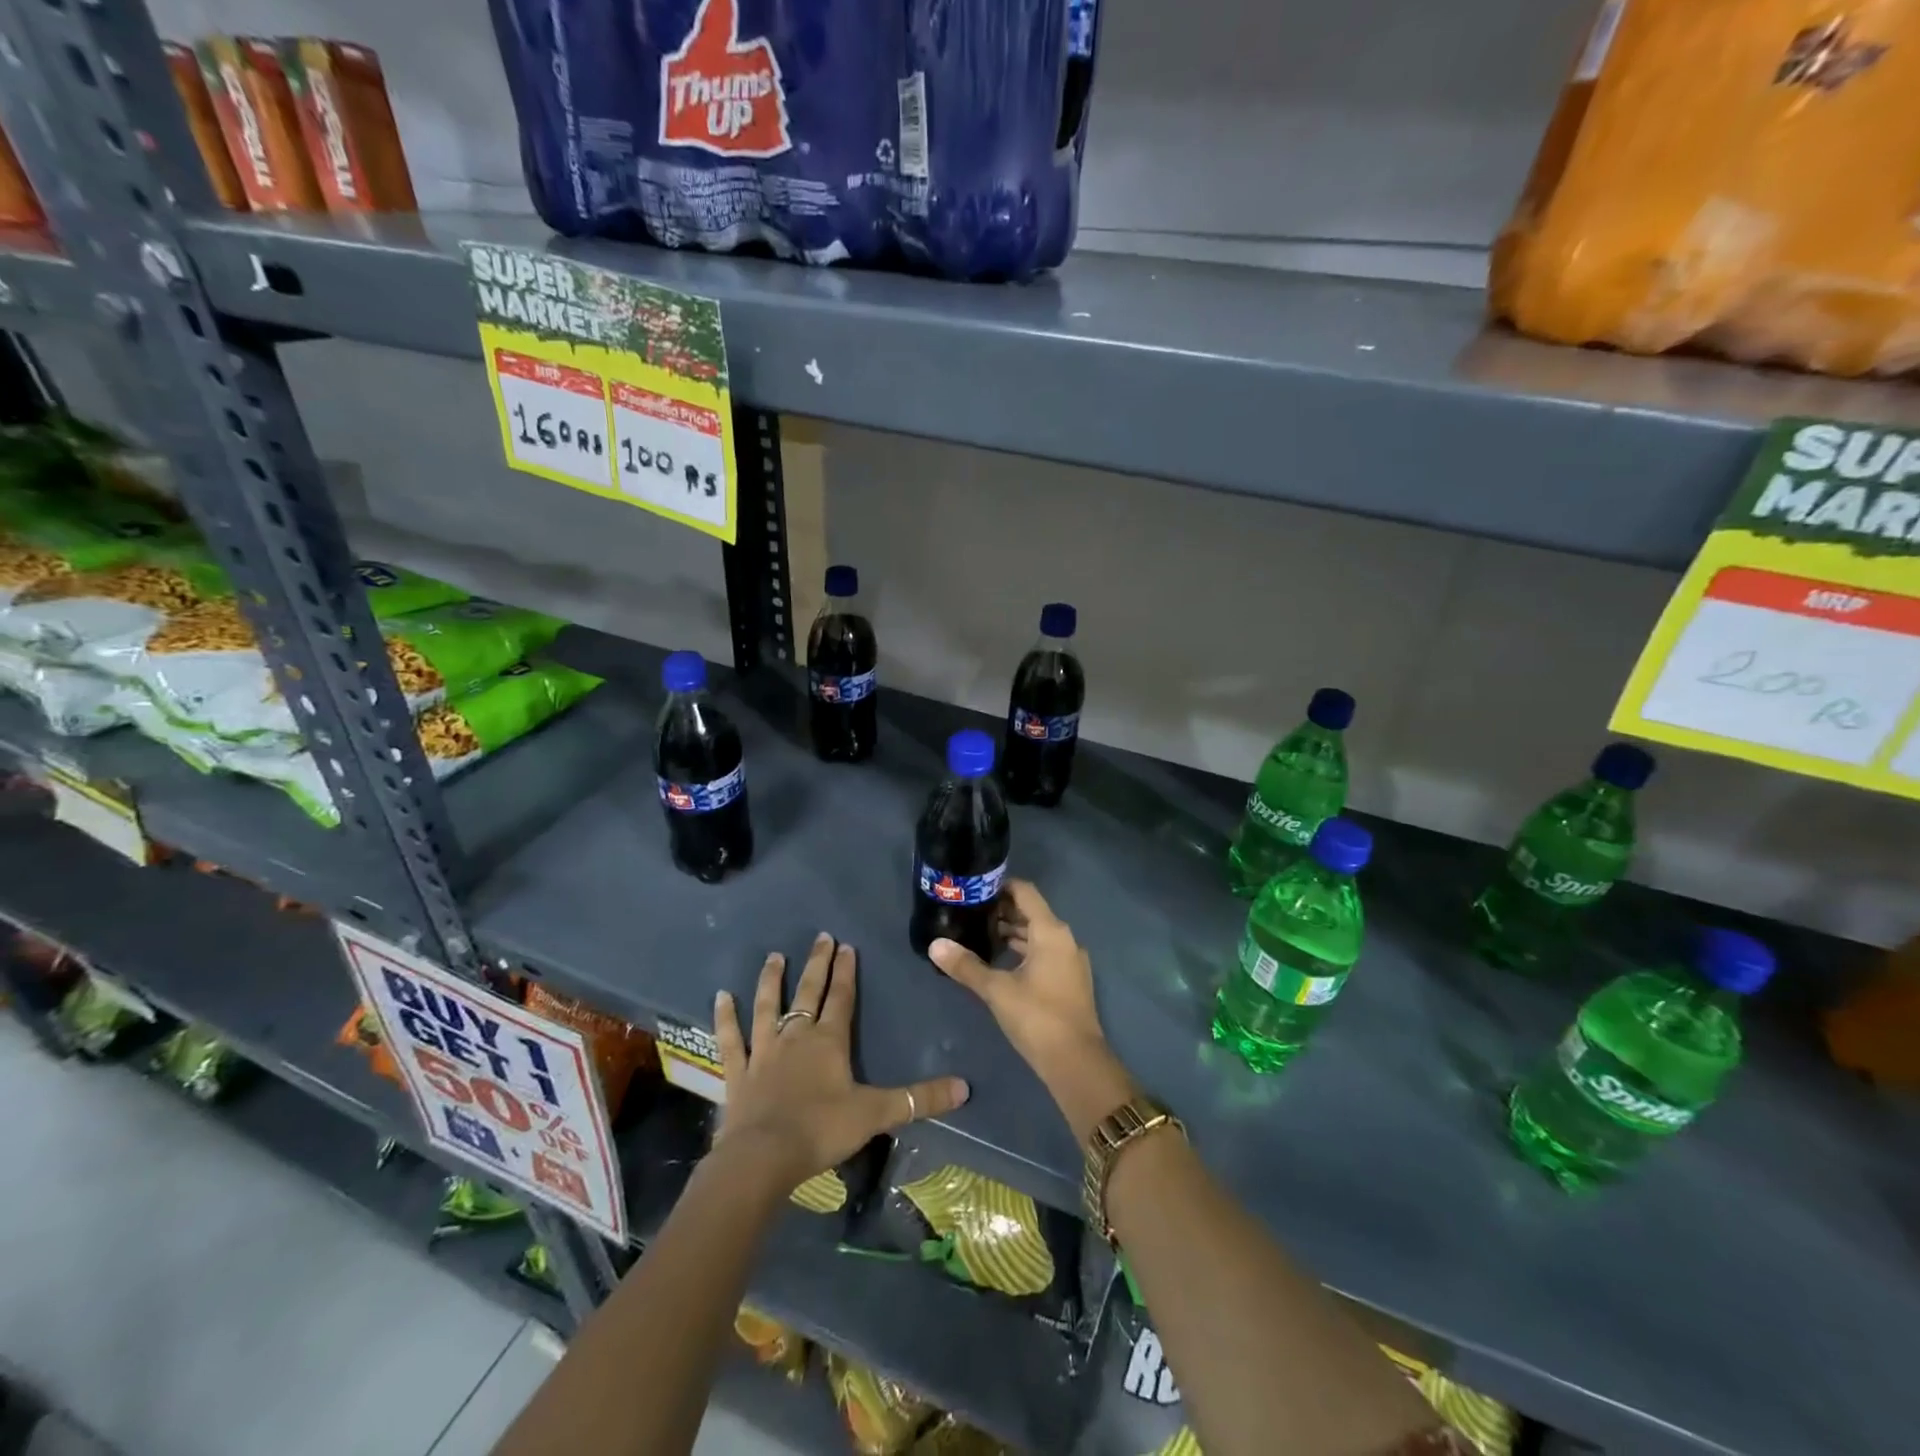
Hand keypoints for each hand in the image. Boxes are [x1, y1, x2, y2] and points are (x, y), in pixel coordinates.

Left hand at [714, 933, 968, 1191]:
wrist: (763, 1158)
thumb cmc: (821, 1130)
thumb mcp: (876, 1113)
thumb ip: (919, 1099)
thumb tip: (965, 1088)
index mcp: (829, 1040)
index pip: (841, 997)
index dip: (846, 971)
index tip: (847, 945)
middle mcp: (796, 1035)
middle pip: (808, 991)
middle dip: (816, 963)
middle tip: (820, 936)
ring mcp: (764, 1051)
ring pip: (768, 1006)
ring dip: (771, 981)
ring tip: (774, 957)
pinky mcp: (738, 1072)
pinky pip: (731, 1039)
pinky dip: (725, 1017)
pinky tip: (721, 997)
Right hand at [927, 880, 1134, 1140]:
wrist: (1076, 1062)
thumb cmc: (1036, 1017)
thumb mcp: (996, 990)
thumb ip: (966, 965)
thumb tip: (935, 945)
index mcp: (1050, 931)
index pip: (1025, 892)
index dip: (1001, 886)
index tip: (975, 890)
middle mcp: (1064, 939)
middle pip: (1032, 912)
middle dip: (1002, 910)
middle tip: (970, 913)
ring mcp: (1070, 960)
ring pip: (1038, 934)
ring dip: (1012, 932)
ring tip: (979, 935)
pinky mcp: (1070, 979)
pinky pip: (1044, 952)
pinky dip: (1023, 950)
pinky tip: (1000, 961)